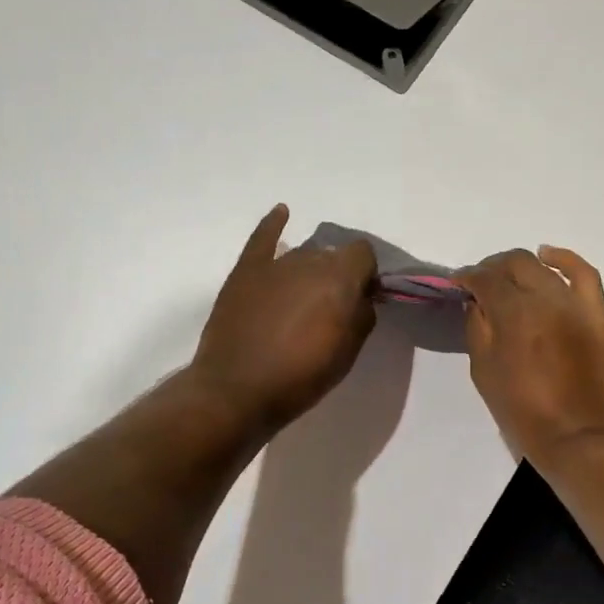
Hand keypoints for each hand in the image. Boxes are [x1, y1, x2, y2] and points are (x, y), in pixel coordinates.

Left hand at [191, 205, 378, 434]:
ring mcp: (274, 264)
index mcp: (339, 279)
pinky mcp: (245, 271)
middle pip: (332, 255)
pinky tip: (282, 213)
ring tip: (302, 298)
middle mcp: (309, 261)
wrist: (237, 391)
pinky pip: (262, 238)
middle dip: (337, 275)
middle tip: (330, 308)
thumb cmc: (300, 378)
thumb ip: (361, 316)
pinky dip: (273, 224)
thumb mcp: (347, 353)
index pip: (363, 254)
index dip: (366, 274)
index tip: (361, 298)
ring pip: (302, 254)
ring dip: (309, 270)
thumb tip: (361, 297)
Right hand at [458, 246, 603, 466]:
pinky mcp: (596, 312)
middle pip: (514, 263)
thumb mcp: (484, 374)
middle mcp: (544, 298)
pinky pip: (583, 272)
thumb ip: (477, 330)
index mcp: (512, 314)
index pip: (484, 278)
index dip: (467, 277)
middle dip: (492, 268)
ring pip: (544, 265)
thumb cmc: (525, 413)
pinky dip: (565, 259)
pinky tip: (549, 256)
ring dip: (521, 265)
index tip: (458, 284)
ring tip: (510, 277)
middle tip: (482, 284)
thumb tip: (476, 303)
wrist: (582, 437)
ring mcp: (574, 302)